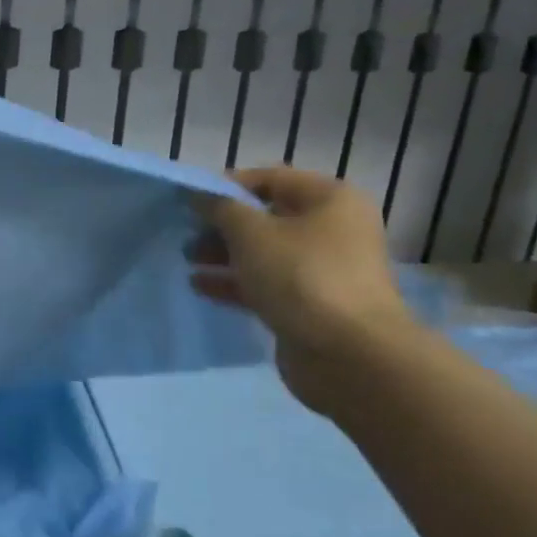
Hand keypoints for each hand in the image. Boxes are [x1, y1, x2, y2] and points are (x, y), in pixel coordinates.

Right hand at [189, 167, 415, 412]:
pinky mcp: (311, 306)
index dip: (227, 186)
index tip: (190, 200)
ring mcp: (323, 271)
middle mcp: (332, 230)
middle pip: (266, 217)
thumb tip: (200, 195)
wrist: (350, 357)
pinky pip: (266, 284)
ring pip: (263, 253)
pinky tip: (200, 286)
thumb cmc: (302, 277)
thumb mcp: (251, 233)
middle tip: (186, 233)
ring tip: (187, 259)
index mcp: (330, 200)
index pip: (269, 179)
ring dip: (223, 254)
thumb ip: (220, 208)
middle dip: (222, 225)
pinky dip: (234, 282)